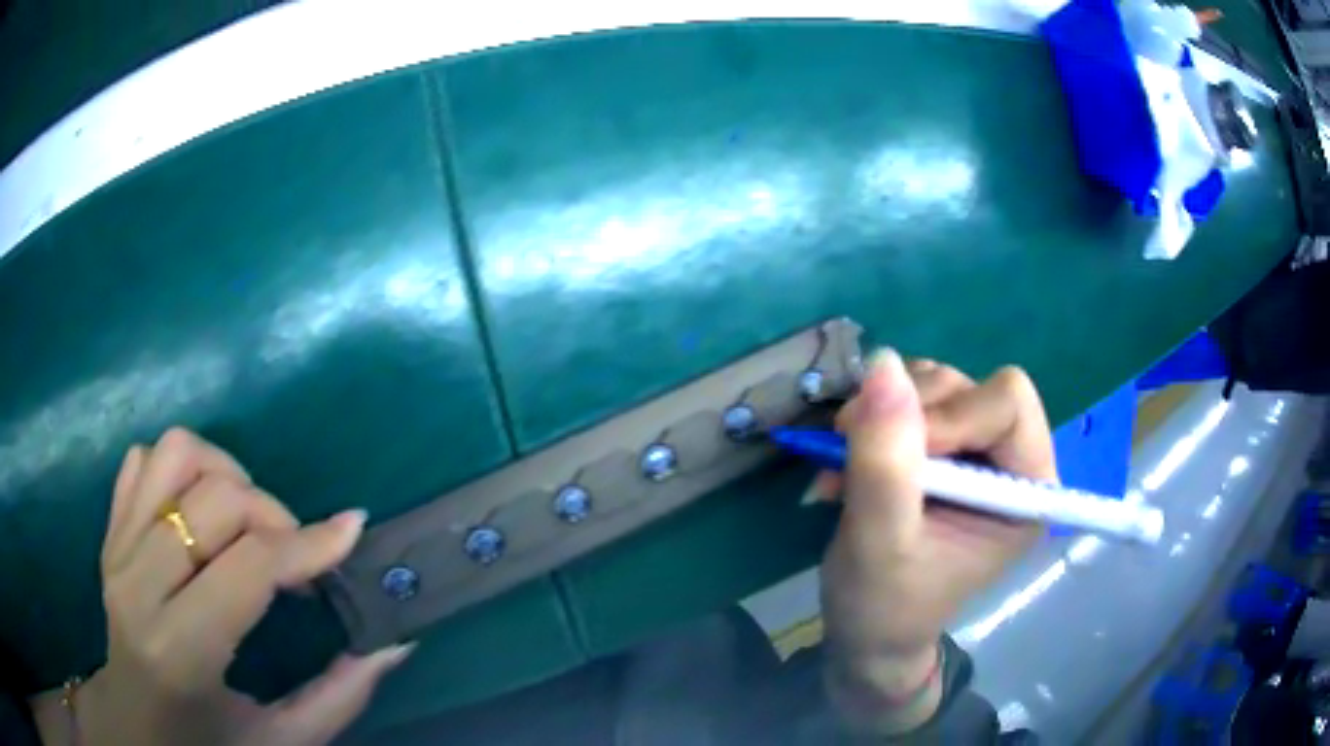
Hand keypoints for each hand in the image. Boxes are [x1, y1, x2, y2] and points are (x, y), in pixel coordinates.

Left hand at [37, 429, 410, 745]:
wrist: (137, 723)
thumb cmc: (208, 744)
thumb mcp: (283, 741)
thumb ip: (341, 695)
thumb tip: (395, 642)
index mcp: (182, 650)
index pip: (249, 565)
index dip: (308, 544)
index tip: (351, 532)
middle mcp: (139, 584)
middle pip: (216, 498)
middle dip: (274, 514)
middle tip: (294, 554)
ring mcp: (117, 548)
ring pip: (176, 454)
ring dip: (224, 473)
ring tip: (244, 520)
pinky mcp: (109, 530)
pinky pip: (144, 459)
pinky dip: (180, 468)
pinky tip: (198, 512)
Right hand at [811, 351, 1054, 731]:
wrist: (866, 633)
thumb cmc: (883, 605)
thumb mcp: (880, 542)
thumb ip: (886, 460)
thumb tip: (883, 363)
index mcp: (1026, 490)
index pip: (1008, 403)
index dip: (950, 416)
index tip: (895, 456)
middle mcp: (1011, 460)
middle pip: (970, 386)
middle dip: (906, 412)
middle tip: (851, 447)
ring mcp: (976, 449)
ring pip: (937, 385)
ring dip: (882, 413)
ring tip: (845, 457)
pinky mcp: (944, 447)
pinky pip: (911, 396)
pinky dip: (873, 417)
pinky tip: (850, 454)